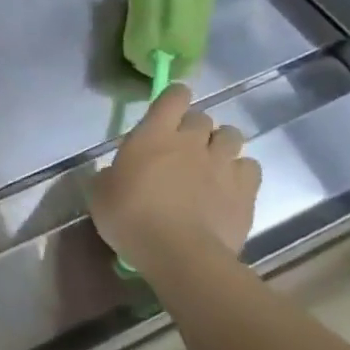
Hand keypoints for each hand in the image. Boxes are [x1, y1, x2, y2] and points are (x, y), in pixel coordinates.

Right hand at [92, 84, 260, 276]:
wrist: (180, 253)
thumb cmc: (130, 219)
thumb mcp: (100, 196)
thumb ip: (109, 176)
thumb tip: (114, 174)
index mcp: (154, 135)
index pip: (173, 97)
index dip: (174, 97)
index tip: (168, 108)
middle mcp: (191, 140)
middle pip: (202, 117)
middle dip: (194, 128)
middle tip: (182, 148)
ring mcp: (222, 163)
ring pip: (232, 135)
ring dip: (220, 144)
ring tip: (210, 163)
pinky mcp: (245, 189)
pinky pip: (250, 166)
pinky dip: (241, 171)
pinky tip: (229, 186)